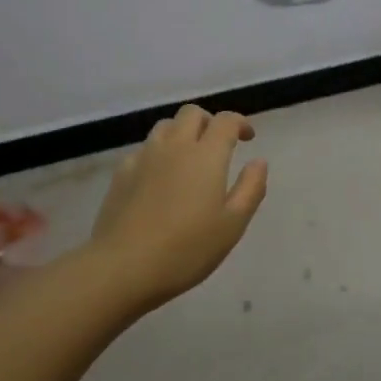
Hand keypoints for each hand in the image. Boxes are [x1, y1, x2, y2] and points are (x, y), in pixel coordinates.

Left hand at [86, 104, 268, 306]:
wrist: (123, 267)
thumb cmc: (186, 249)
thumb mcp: (232, 225)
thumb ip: (250, 188)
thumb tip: (258, 161)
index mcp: (206, 155)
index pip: (225, 121)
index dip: (239, 123)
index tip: (248, 137)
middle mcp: (175, 146)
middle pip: (192, 114)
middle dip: (210, 121)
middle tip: (219, 144)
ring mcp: (144, 157)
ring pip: (165, 126)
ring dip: (182, 132)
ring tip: (189, 157)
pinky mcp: (121, 173)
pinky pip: (144, 149)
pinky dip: (158, 152)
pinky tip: (159, 176)